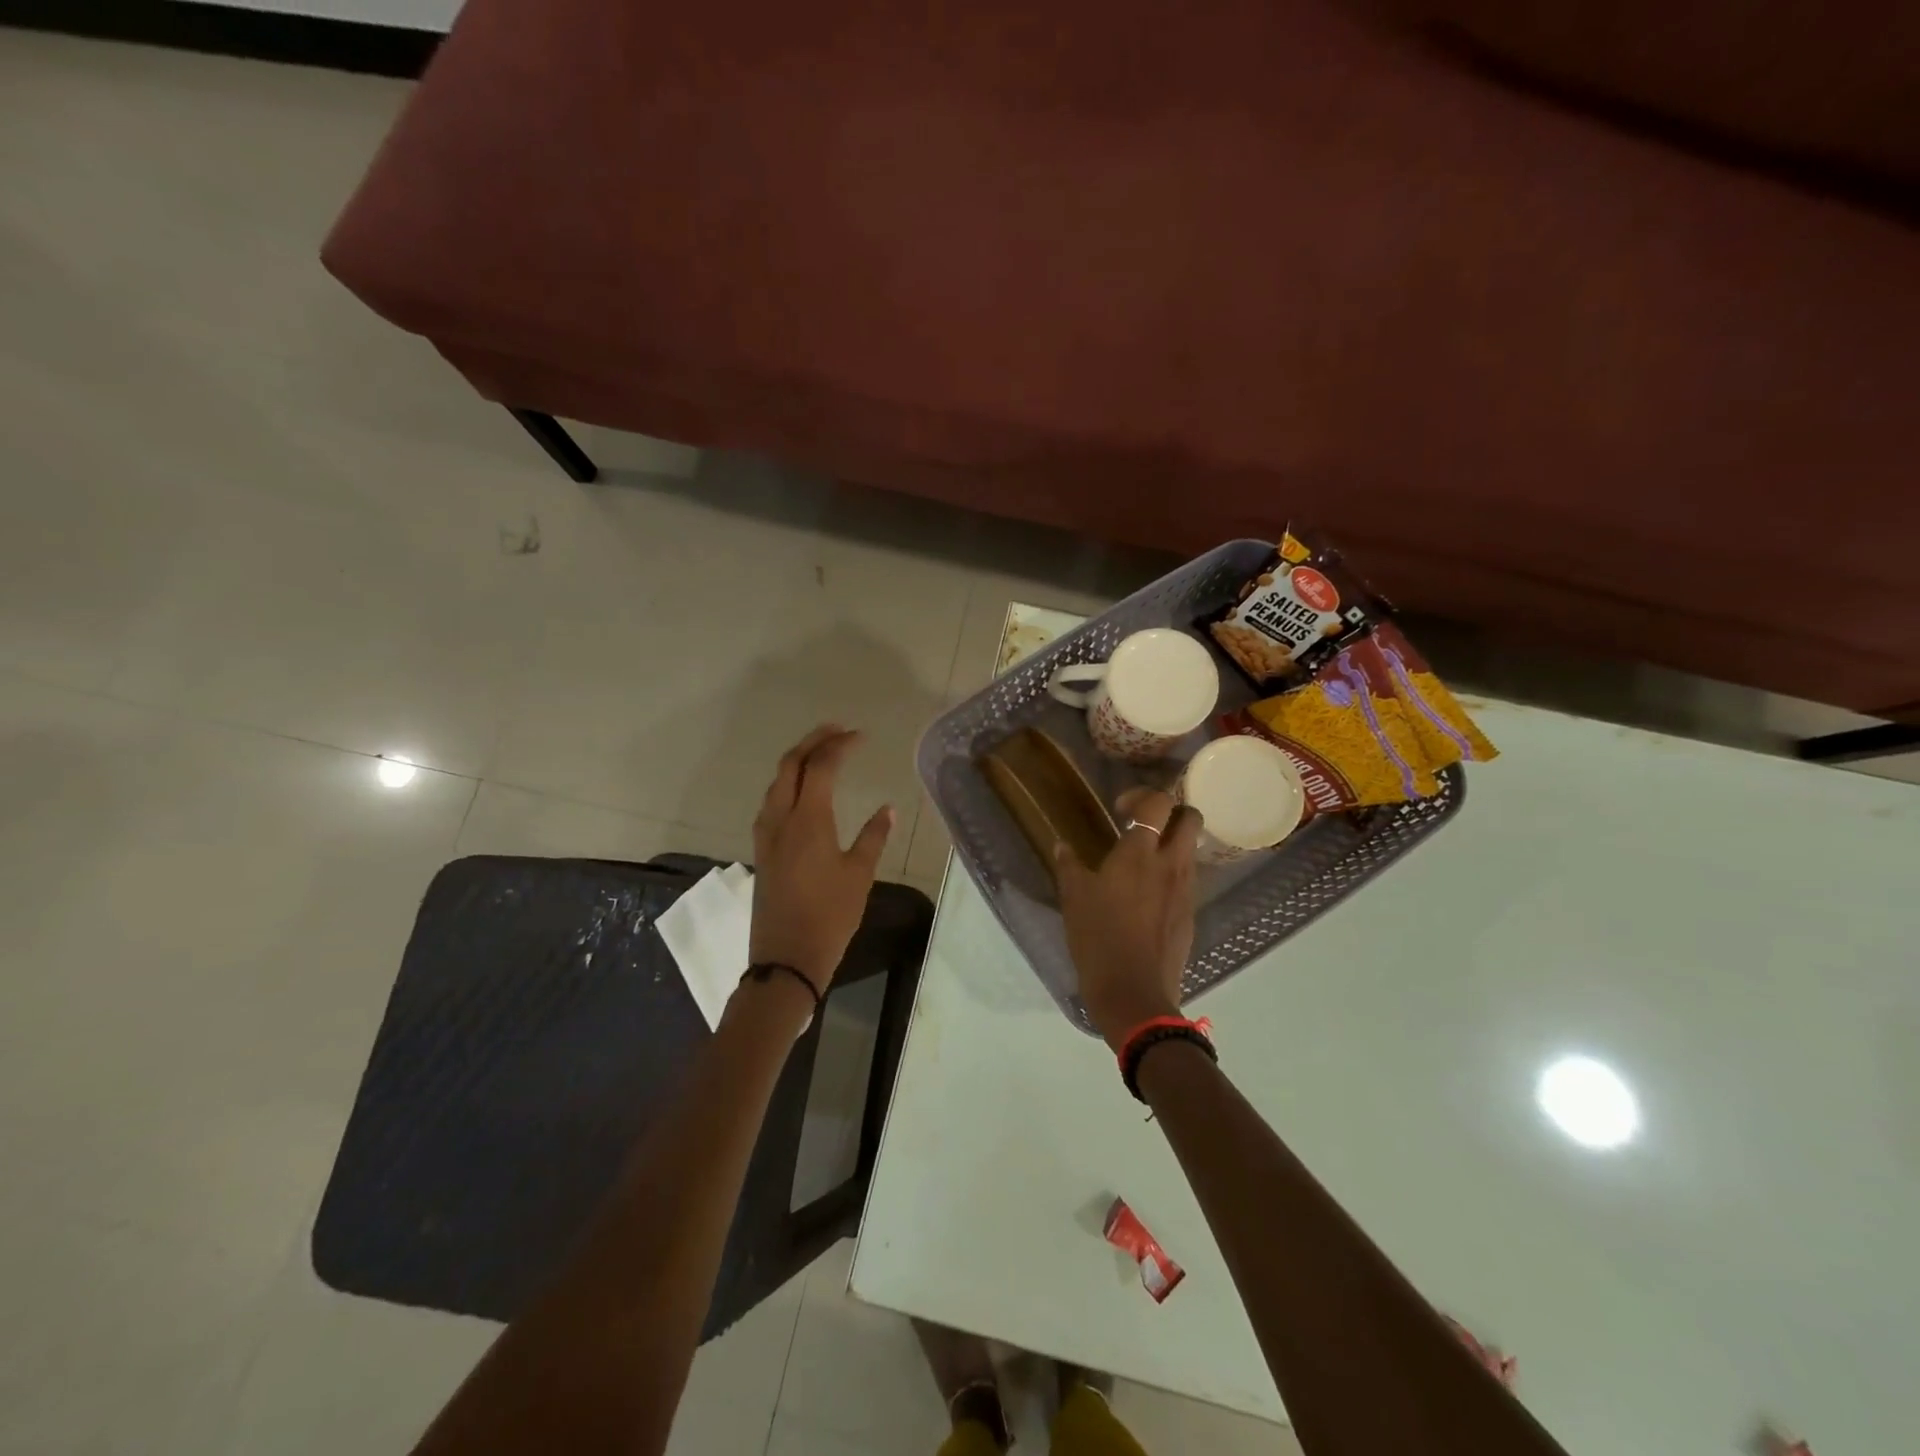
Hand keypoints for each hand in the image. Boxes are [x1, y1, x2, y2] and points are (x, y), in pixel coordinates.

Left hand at [749, 725, 894, 993]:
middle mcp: (781, 819)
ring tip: (820, 753)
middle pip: (789, 765)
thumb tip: (888, 808)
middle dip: (812, 742)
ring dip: (796, 761)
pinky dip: (787, 784)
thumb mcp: (859, 875)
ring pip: (776, 783)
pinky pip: (771, 802)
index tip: (860, 736)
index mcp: (808, 820)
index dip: (839, 745)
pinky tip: (802, 793)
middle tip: (837, 731)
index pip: (820, 767)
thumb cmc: (830, 916)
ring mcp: (767, 835)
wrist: (787, 958)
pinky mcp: (763, 850)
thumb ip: (873, 836)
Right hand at [1054, 788, 1199, 1050]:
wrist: (1133, 994)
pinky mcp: (1190, 914)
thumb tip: (1061, 845)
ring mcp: (1185, 890)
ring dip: (1173, 843)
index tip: (1121, 810)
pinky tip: (1148, 895)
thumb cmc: (1098, 939)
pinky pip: (1188, 879)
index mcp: (1139, 854)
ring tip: (1144, 860)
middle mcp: (1170, 865)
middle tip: (1144, 825)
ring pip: (1192, 849)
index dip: (1141, 796)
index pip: (1157, 803)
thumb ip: (1069, 866)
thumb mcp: (1074, 899)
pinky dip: (1173, 874)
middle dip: (1172, 811)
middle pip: (1190, 817)